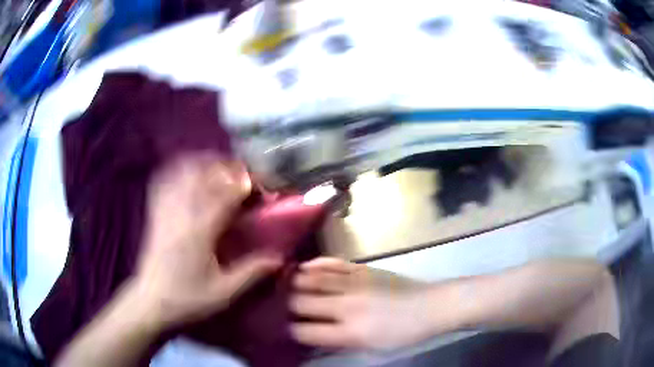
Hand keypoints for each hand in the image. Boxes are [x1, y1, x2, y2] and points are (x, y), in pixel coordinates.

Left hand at [134, 153, 281, 329]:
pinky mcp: (155, 213)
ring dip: (203, 164)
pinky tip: (187, 171)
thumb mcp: (224, 292)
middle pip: (204, 174)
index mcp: (200, 231)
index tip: (260, 187)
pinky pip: (164, 181)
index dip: (245, 184)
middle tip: (242, 176)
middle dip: (226, 168)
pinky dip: (177, 169)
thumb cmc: (187, 298)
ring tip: (218, 169)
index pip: (225, 194)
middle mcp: (181, 213)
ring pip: (183, 172)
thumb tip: (280, 257)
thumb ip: (252, 272)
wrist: (150, 301)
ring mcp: (165, 210)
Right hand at [290, 257, 434, 349]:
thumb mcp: (371, 348)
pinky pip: (331, 263)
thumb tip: (312, 333)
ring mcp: (354, 283)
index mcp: (350, 332)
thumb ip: (339, 342)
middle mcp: (347, 306)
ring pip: (312, 279)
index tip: (286, 328)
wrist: (430, 307)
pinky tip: (303, 267)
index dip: (291, 331)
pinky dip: (314, 265)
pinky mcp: (362, 268)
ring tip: (285, 285)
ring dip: (295, 283)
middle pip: (302, 302)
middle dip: (289, 306)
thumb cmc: (402, 334)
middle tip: (283, 306)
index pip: (305, 332)